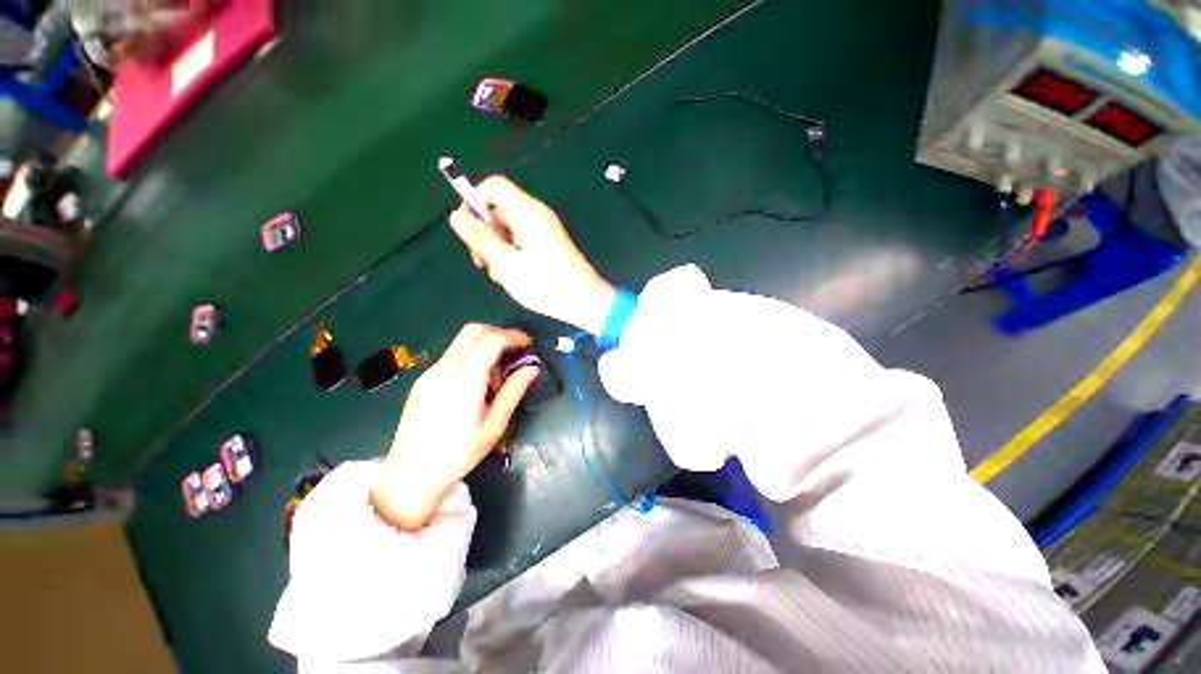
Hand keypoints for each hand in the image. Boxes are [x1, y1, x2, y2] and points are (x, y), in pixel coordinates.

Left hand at [372, 324, 538, 529]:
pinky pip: (452, 357)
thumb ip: (514, 391)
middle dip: (498, 334)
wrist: (409, 476)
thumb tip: (532, 368)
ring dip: (484, 348)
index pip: (491, 340)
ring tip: (494, 381)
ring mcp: (430, 373)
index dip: (513, 336)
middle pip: (473, 330)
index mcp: (465, 379)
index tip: (528, 345)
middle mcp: (445, 368)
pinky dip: (470, 359)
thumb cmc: (458, 454)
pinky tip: (475, 387)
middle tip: (514, 353)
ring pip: (461, 342)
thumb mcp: (494, 425)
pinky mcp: (423, 381)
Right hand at [448, 176, 615, 334]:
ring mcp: (545, 230)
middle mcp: (537, 215)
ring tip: (501, 274)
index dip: (474, 202)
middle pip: (499, 208)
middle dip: (485, 232)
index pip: (493, 186)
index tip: (469, 231)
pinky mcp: (550, 245)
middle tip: (482, 262)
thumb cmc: (545, 284)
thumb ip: (479, 237)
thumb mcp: (505, 263)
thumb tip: (456, 215)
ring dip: (497, 248)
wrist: (584, 302)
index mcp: (527, 212)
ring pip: (508, 228)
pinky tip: (514, 276)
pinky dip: (513, 254)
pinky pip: (522, 240)